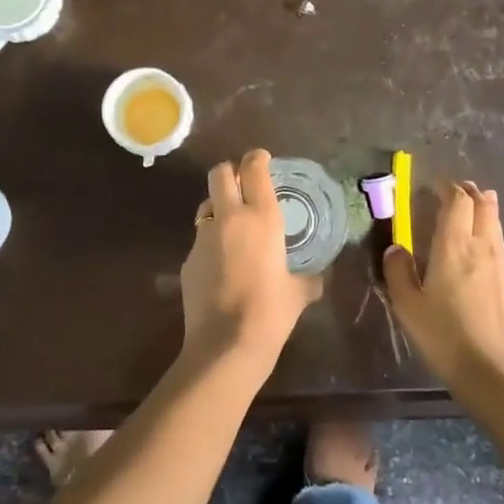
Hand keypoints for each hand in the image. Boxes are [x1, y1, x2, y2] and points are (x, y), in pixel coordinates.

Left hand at [180, 150, 322, 366]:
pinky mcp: (187, 261)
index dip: (257, 158)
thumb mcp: (299, 293)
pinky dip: (211, 244)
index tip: (262, 159)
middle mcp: (229, 218)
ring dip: (218, 208)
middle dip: (230, 172)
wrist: (226, 345)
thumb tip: (315, 279)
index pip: (254, 169)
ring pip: (206, 205)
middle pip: (220, 173)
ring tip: (232, 229)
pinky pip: (200, 240)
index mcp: (261, 218)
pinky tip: (222, 267)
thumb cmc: (271, 313)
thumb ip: (308, 278)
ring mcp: (203, 238)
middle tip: (242, 183)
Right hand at [384, 180, 503, 394]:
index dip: (447, 187)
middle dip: (469, 192)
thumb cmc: (445, 336)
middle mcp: (481, 246)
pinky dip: (489, 228)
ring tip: (472, 204)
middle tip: (454, 189)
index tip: (433, 184)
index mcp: (454, 245)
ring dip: (483, 207)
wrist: (494, 371)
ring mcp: (500, 263)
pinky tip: (480, 241)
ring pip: (495, 221)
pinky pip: (499, 240)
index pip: (457, 201)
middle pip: (482, 205)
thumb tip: (395, 248)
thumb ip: (399, 272)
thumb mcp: (408, 306)